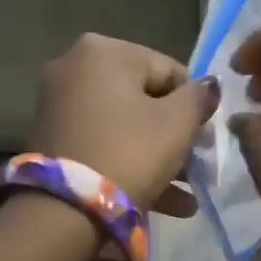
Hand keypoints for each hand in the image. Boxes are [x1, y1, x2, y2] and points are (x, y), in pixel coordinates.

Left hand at [29, 33, 218, 211]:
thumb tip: (208, 86)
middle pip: (143, 98)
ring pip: (124, 126)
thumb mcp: (177, 123)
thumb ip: (199, 98)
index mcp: (103, 51)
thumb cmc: (129, 152)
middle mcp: (74, 67)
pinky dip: (131, 165)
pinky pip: (103, 144)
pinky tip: (169, 202)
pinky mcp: (53, 140)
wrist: (65, 210)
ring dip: (160, 156)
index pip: (168, 70)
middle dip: (175, 135)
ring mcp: (58, 105)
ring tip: (189, 192)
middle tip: (199, 163)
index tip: (207, 137)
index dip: (194, 104)